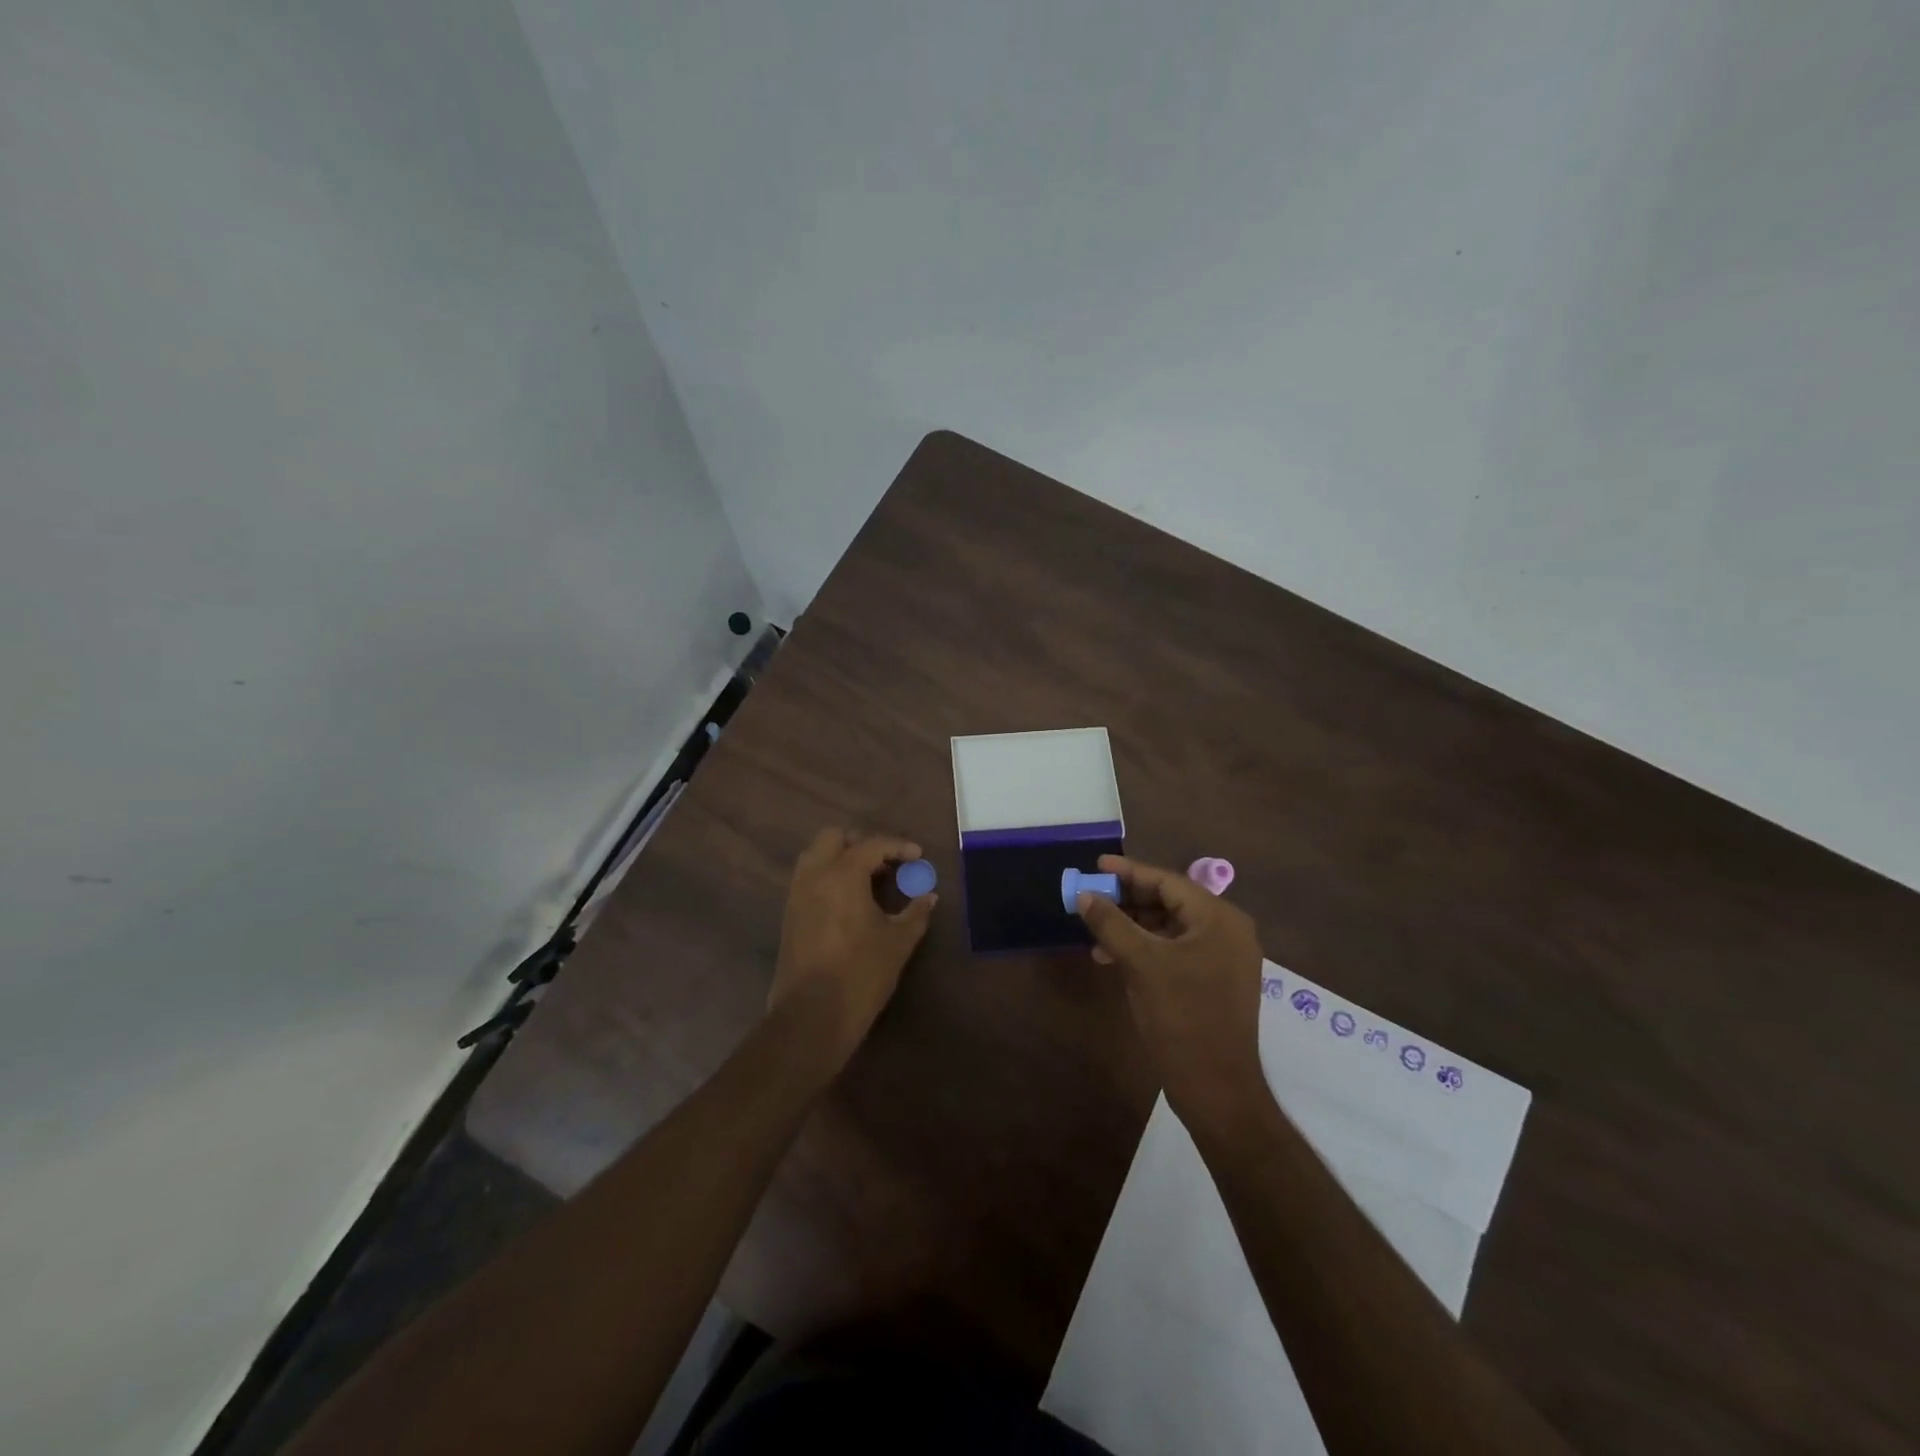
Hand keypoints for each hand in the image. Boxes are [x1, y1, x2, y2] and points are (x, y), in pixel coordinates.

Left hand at [769, 827, 936, 1070]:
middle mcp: (814, 875)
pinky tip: (849, 901)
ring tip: (867, 881)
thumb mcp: (898, 942)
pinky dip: (828, 877)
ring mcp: (797, 894)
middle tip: (885, 864)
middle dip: (860, 843)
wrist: (812, 1015)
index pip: (872, 844)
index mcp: (842, 874)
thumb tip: (929, 897)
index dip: (898, 846)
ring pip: (815, 856)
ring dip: (840, 858)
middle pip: (833, 837)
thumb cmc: (861, 973)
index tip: (917, 856)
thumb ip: (915, 913)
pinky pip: (808, 879)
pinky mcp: (789, 914)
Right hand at [1077, 855, 1265, 1125]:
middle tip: (1092, 897)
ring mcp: (1224, 959)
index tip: (1096, 866)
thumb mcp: (1140, 964)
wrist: (1216, 1089)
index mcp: (1219, 919)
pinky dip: (1146, 948)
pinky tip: (1114, 957)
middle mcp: (1227, 931)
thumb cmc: (1181, 1017)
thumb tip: (1085, 895)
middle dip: (1128, 900)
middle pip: (1170, 902)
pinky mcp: (1215, 982)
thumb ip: (1111, 923)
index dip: (1129, 872)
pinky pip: (1176, 950)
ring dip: (1133, 926)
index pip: (1168, 881)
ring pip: (1170, 927)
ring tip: (1095, 930)